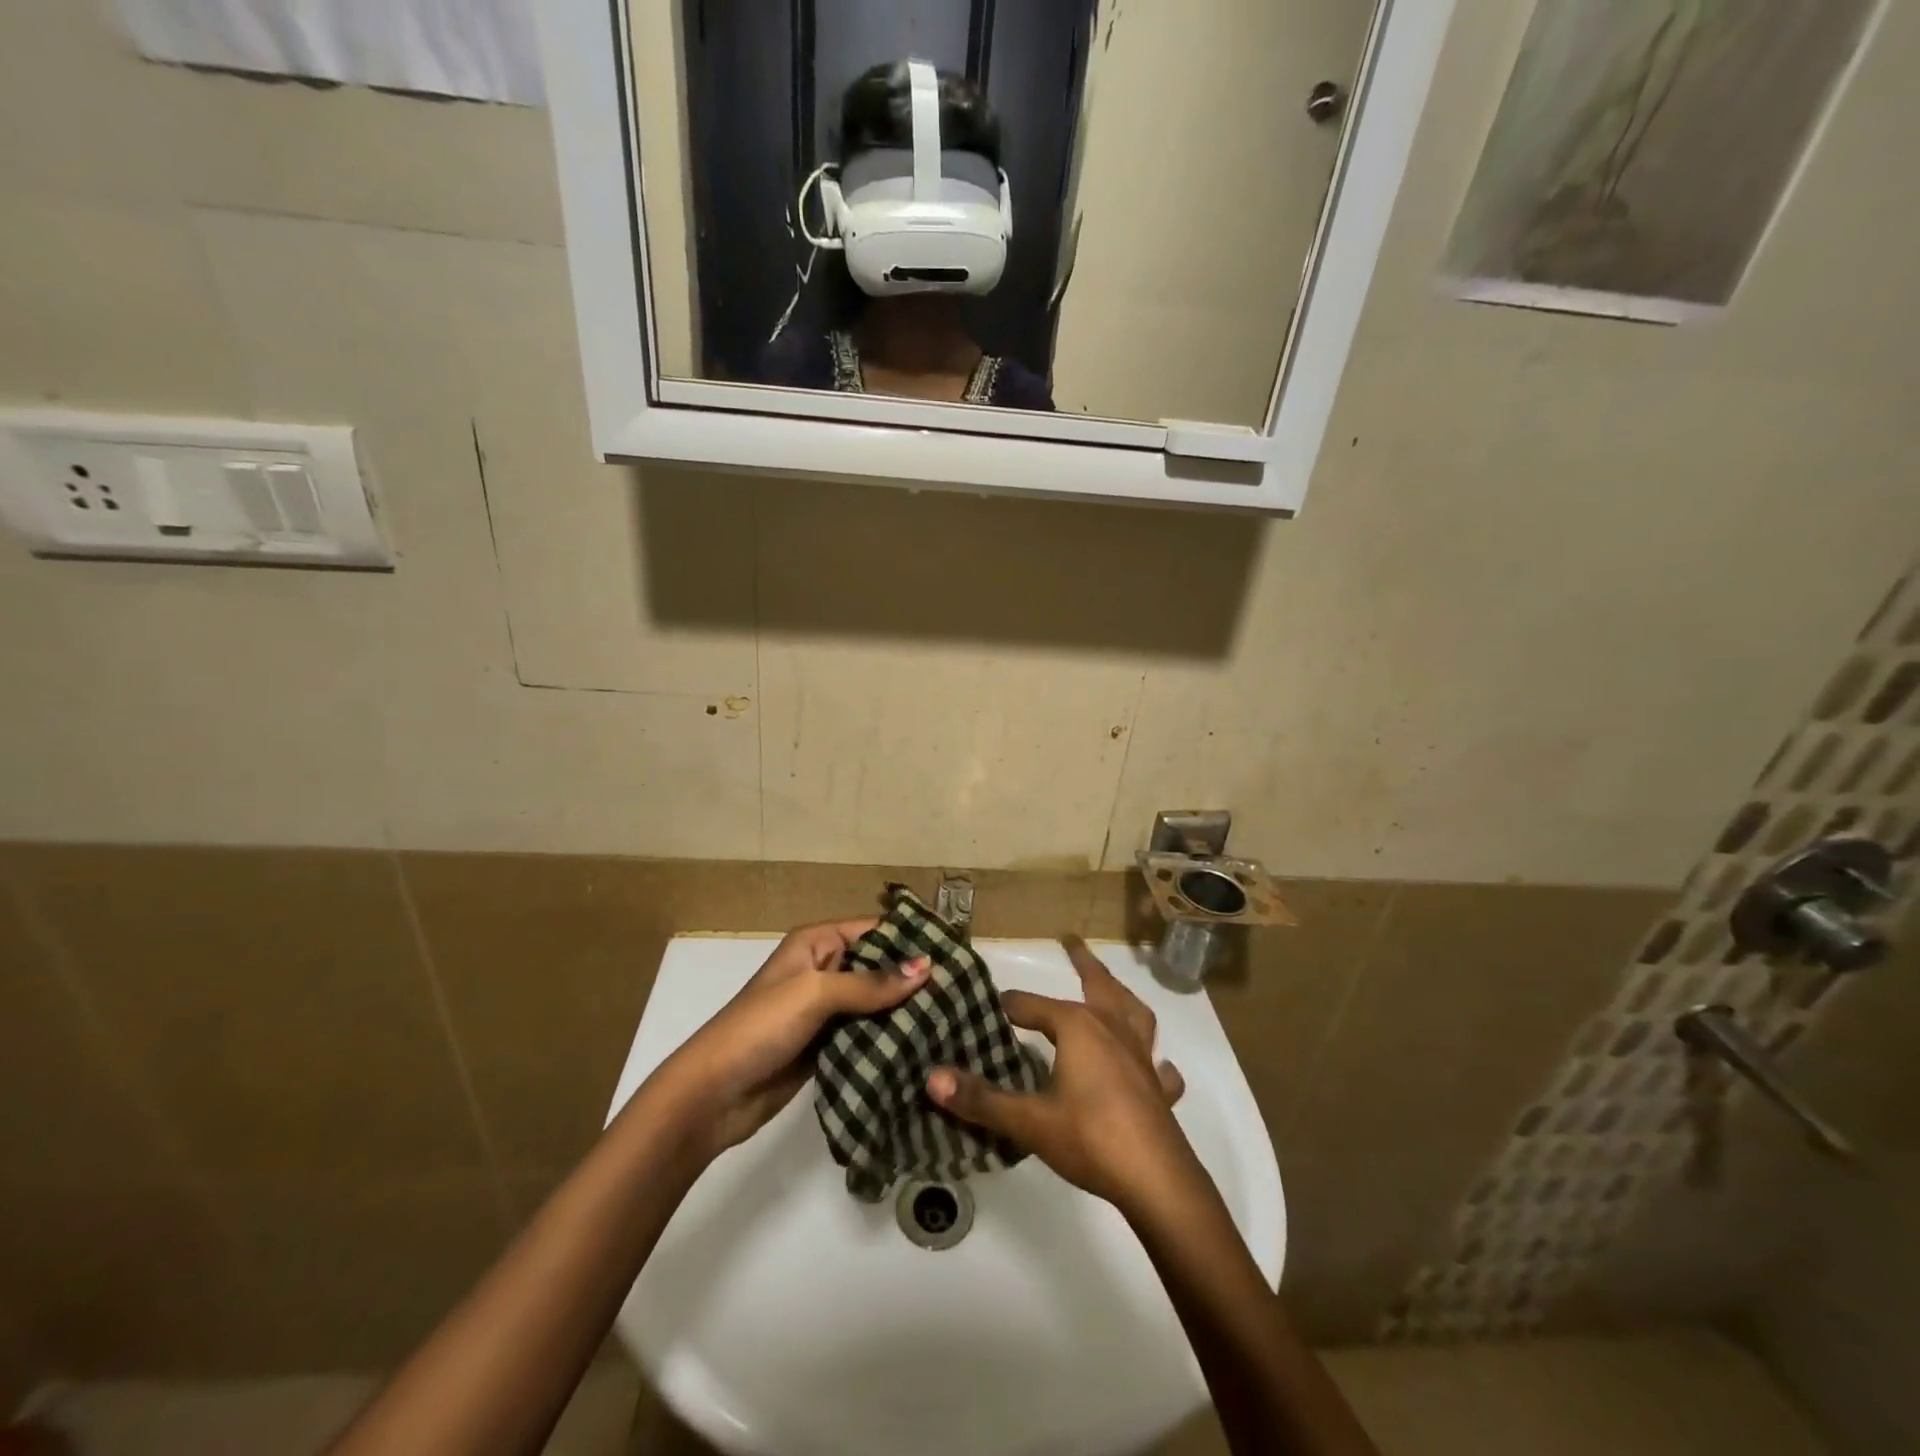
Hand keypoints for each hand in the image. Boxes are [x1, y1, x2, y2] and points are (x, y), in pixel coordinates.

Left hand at [658, 919, 928, 1159]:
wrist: (713, 1095)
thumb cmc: (760, 1027)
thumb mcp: (815, 994)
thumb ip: (871, 983)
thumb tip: (926, 967)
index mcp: (816, 943)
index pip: (873, 930)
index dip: (910, 938)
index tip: (955, 951)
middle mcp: (822, 970)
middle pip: (877, 966)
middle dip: (913, 976)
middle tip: (963, 990)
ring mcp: (824, 1010)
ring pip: (874, 1003)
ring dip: (904, 1010)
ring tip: (954, 1017)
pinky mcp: (826, 1046)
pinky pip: (865, 1034)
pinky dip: (889, 1038)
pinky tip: (924, 1045)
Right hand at [927, 935, 1195, 1212]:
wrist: (1156, 1180)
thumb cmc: (1090, 1138)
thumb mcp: (1028, 1121)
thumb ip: (981, 1099)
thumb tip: (931, 1078)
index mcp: (1078, 1027)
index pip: (1033, 1006)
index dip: (1010, 1005)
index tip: (991, 1006)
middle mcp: (1112, 1029)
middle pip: (1097, 984)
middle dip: (1082, 961)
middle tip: (1071, 941)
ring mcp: (1141, 1056)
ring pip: (1132, 1011)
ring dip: (1119, 995)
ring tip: (1112, 987)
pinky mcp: (1159, 1087)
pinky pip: (1156, 1062)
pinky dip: (1152, 1057)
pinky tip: (1154, 1063)